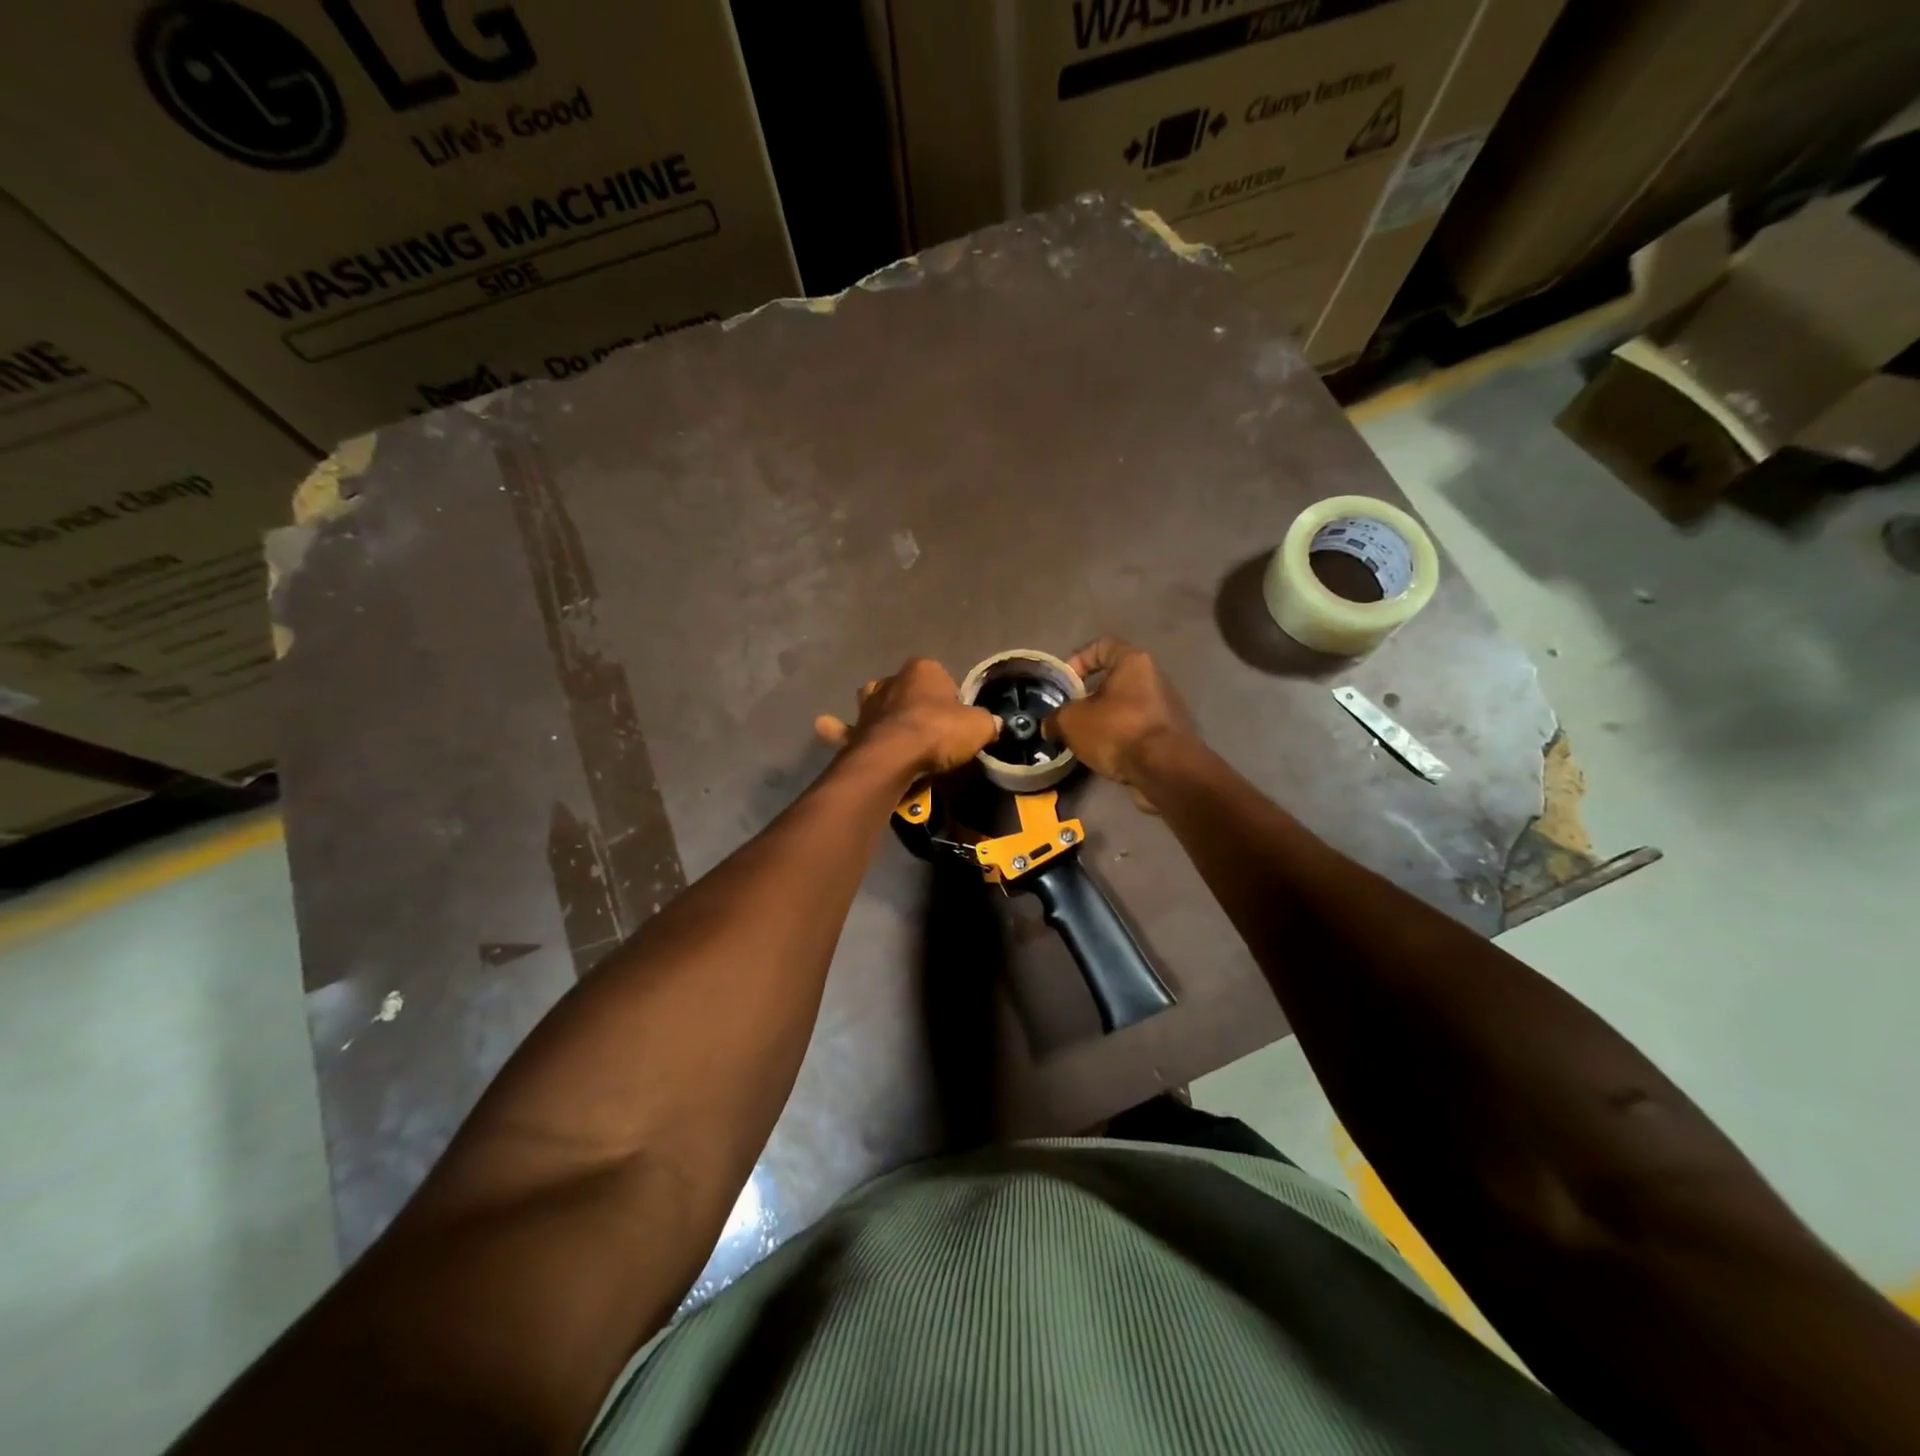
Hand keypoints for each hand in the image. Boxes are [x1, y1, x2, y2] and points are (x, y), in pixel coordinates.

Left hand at [814, 658, 997, 776]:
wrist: (894, 757)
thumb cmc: (939, 732)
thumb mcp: (979, 726)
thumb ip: (986, 723)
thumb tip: (992, 725)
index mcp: (923, 669)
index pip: (941, 678)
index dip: (950, 700)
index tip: (956, 723)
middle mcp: (891, 680)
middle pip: (904, 689)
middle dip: (912, 703)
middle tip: (928, 731)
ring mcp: (867, 705)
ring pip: (872, 702)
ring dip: (877, 712)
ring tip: (888, 731)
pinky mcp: (853, 731)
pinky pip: (843, 728)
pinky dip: (836, 729)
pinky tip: (826, 726)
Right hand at [1049, 638, 1194, 789]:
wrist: (1164, 769)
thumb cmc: (1116, 730)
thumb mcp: (1072, 721)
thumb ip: (1056, 717)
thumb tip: (1050, 725)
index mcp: (1132, 662)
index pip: (1101, 645)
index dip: (1078, 659)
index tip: (1065, 683)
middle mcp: (1154, 677)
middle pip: (1113, 678)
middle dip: (1088, 696)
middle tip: (1069, 714)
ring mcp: (1165, 706)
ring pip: (1125, 705)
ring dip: (1103, 718)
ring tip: (1084, 738)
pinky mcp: (1170, 733)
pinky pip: (1136, 727)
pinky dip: (1119, 736)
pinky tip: (1104, 753)